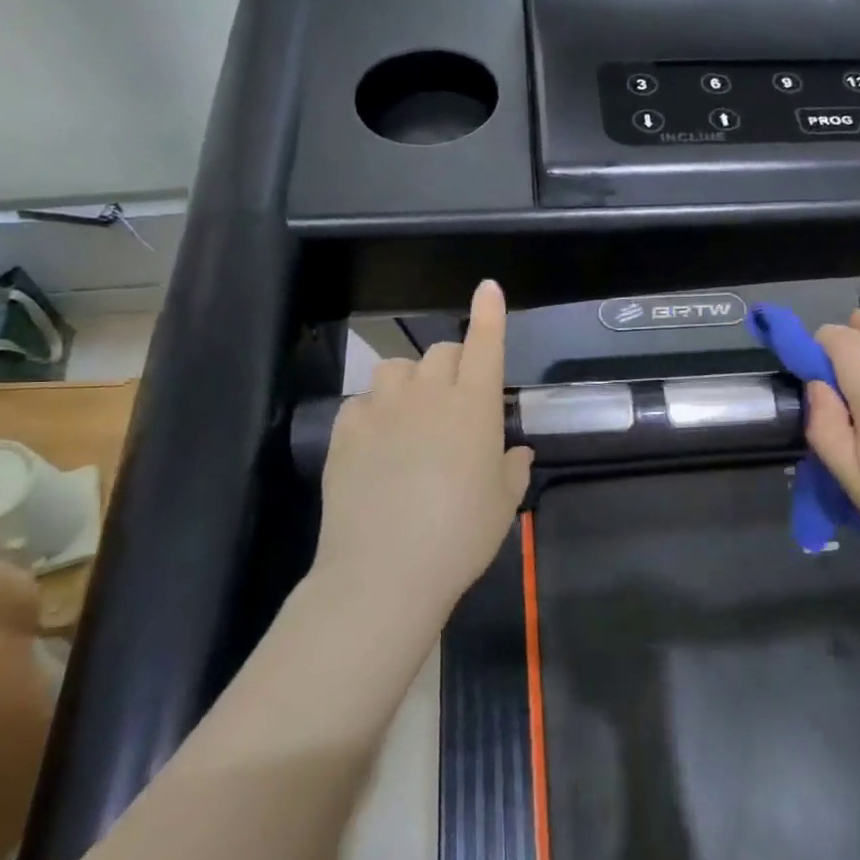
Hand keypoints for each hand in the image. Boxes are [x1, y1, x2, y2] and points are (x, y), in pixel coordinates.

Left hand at [310, 280, 532, 618]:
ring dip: (411, 382)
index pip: (485, 344)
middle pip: (442, 352)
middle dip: (455, 364)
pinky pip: (362, 401)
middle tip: (458, 401)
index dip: (489, 314)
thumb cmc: (461, 535)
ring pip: (396, 368)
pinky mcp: (344, 430)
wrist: (385, 570)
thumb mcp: (503, 503)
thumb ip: (512, 467)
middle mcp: (427, 395)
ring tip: (413, 417)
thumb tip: (514, 451)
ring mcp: (381, 409)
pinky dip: (375, 411)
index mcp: (473, 406)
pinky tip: (378, 443)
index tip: (488, 288)